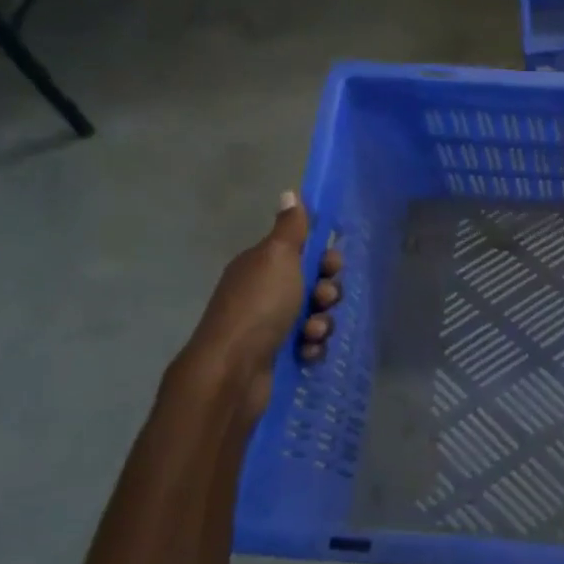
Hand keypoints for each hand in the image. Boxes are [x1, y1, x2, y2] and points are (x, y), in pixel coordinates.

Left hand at [175, 193, 342, 422]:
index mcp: (262, 266)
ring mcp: (270, 325)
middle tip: (322, 300)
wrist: (233, 370)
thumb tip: (289, 192)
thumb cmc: (259, 306)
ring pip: (316, 316)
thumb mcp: (277, 257)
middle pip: (314, 284)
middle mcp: (265, 292)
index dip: (323, 258)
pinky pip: (310, 344)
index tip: (330, 265)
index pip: (303, 252)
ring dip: (322, 323)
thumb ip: (290, 228)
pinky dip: (312, 347)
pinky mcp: (278, 355)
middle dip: (327, 292)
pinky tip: (305, 352)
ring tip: (311, 332)